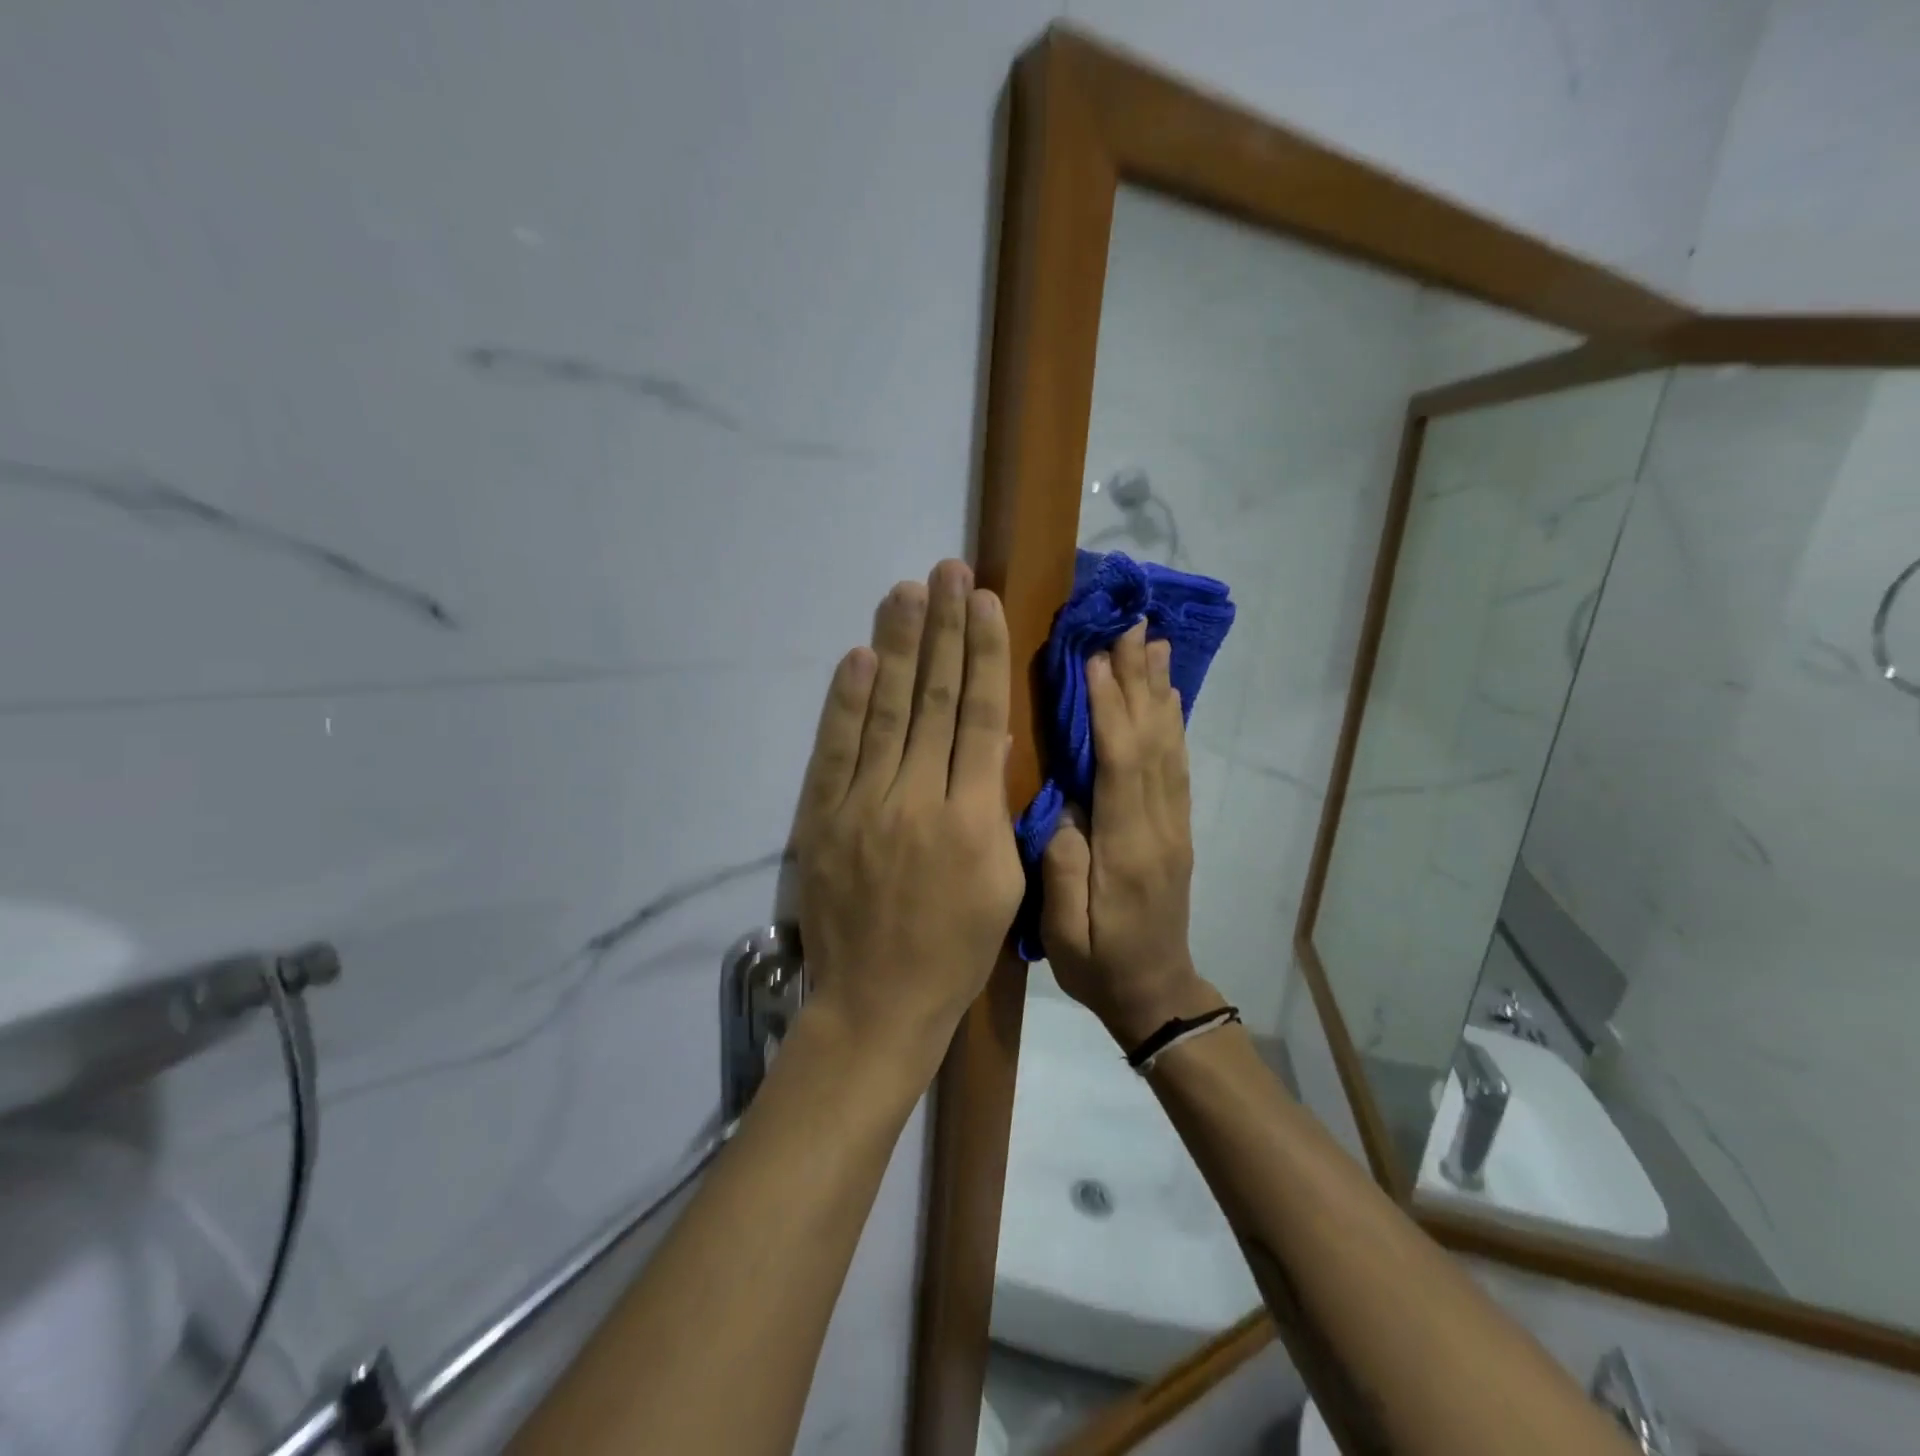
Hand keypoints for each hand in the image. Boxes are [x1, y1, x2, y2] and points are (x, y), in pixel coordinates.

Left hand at [791, 560, 1024, 1079]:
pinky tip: (858, 657)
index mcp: (972, 820)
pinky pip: (837, 749)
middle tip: (948, 571)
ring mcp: (863, 806)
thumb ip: (996, 807)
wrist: (877, 1003)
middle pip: (933, 699)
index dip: (983, 654)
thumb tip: (989, 738)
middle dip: (943, 630)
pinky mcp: (823, 818)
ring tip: (908, 592)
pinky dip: (846, 701)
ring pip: (886, 711)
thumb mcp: (1003, 884)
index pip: (979, 717)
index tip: (986, 602)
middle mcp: (917, 800)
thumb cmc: (956, 950)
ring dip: (897, 647)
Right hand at [1041, 622, 1218, 1045]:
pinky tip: (1167, 697)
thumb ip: (1063, 869)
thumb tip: (1066, 807)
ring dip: (1160, 693)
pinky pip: (1177, 766)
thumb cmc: (1100, 966)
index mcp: (1128, 851)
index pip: (1122, 766)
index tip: (1097, 660)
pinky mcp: (1176, 828)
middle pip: (1153, 743)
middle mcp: (1160, 827)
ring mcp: (1174, 826)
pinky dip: (1172, 724)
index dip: (1111, 710)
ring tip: (1154, 645)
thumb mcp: (1065, 934)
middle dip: (1139, 683)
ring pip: (1170, 747)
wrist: (1157, 994)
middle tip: (1132, 628)